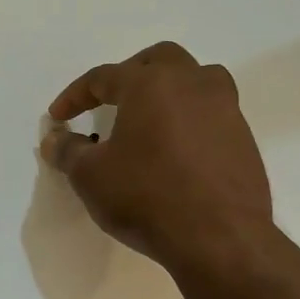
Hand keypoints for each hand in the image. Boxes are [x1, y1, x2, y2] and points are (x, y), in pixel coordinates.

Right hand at [40, 42, 273, 271]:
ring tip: (149, 118)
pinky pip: (212, 114)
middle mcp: (192, 84)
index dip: (75, 96)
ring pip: (196, 80)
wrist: (219, 239)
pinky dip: (190, 120)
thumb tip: (55, 139)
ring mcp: (226, 109)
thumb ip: (68, 151)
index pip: (103, 76)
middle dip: (129, 74)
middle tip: (110, 100)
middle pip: (159, 59)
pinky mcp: (244, 139)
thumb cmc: (146, 197)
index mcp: (150, 83)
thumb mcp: (90, 176)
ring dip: (169, 91)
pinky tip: (175, 151)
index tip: (58, 117)